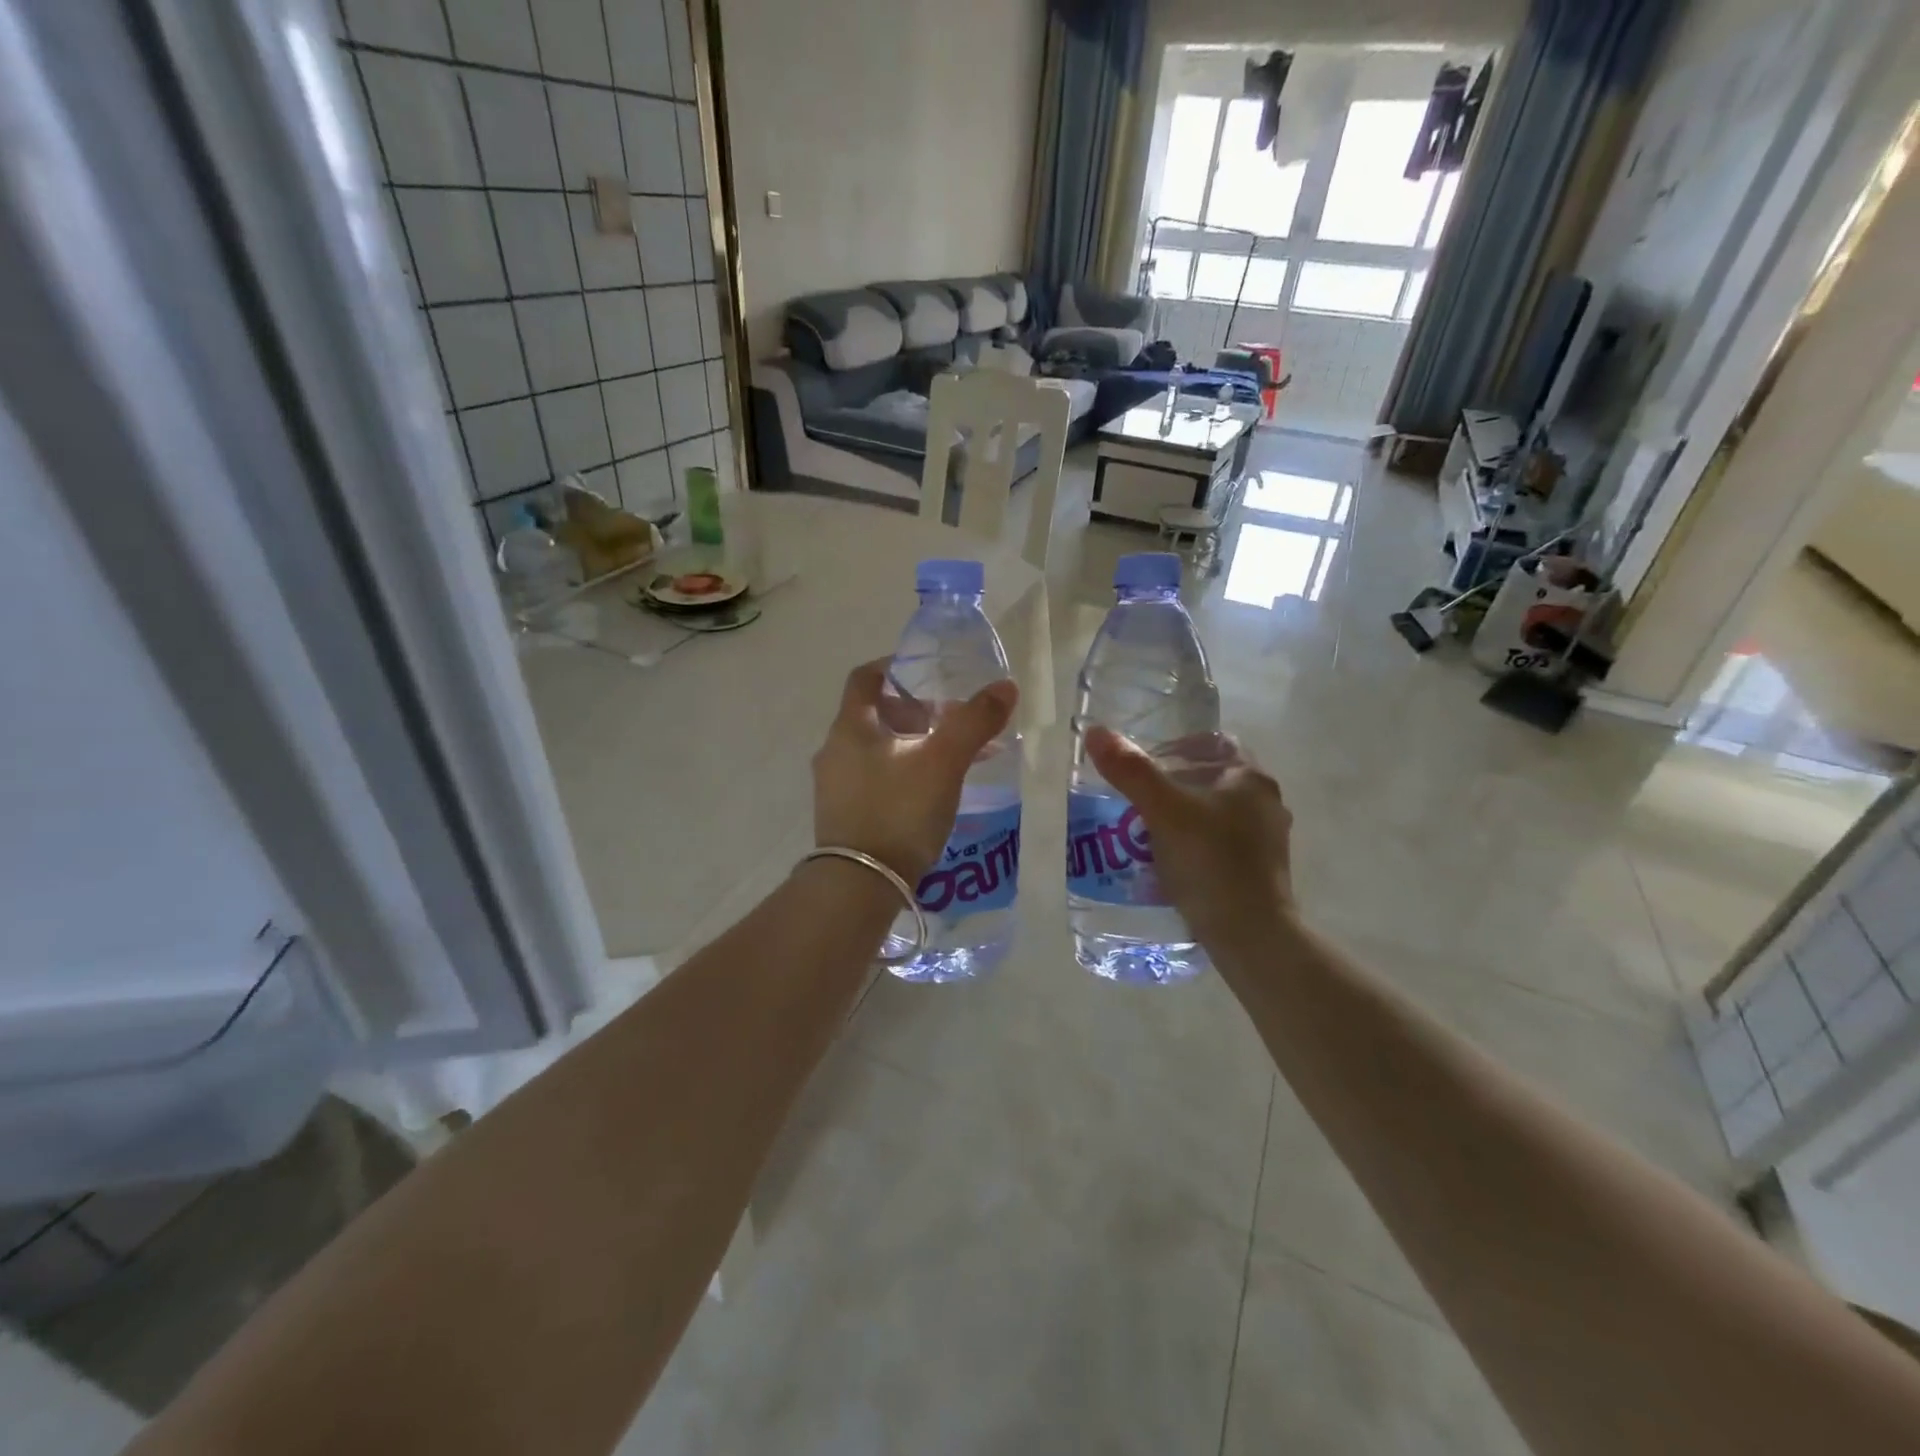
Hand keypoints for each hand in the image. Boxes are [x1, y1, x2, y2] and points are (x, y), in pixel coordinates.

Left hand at [812, 659, 1018, 882]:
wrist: (859, 885)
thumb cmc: (899, 811)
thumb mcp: (944, 762)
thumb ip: (974, 721)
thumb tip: (1005, 687)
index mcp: (851, 727)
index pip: (866, 678)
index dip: (896, 667)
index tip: (929, 673)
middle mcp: (834, 750)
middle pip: (875, 715)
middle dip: (916, 713)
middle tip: (953, 722)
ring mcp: (835, 786)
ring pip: (877, 750)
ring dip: (913, 746)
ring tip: (952, 760)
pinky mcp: (843, 816)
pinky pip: (875, 780)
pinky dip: (903, 774)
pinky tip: (932, 794)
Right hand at [1083, 727, 1294, 939]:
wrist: (1251, 936)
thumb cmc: (1210, 862)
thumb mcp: (1163, 811)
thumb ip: (1131, 771)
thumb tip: (1096, 731)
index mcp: (1251, 778)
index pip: (1213, 743)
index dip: (1177, 746)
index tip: (1145, 765)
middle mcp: (1266, 803)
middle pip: (1212, 779)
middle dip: (1174, 784)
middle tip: (1137, 798)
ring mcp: (1267, 841)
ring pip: (1216, 813)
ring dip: (1183, 816)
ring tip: (1145, 831)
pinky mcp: (1260, 872)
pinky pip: (1220, 844)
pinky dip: (1194, 845)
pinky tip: (1168, 862)